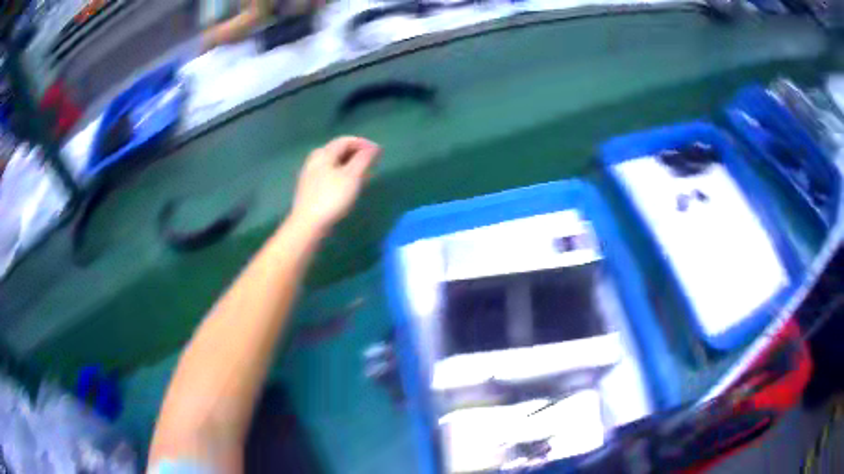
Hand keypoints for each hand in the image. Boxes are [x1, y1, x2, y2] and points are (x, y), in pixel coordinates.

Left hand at [290, 136, 380, 235]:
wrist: (308, 224)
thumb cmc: (332, 197)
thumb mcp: (352, 176)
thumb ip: (364, 159)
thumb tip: (374, 148)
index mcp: (324, 153)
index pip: (346, 141)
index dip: (363, 143)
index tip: (379, 151)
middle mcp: (314, 160)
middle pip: (338, 151)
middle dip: (356, 153)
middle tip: (372, 162)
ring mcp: (310, 175)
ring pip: (333, 164)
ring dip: (350, 165)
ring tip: (363, 174)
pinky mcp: (309, 189)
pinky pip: (329, 174)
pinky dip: (342, 174)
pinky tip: (348, 186)